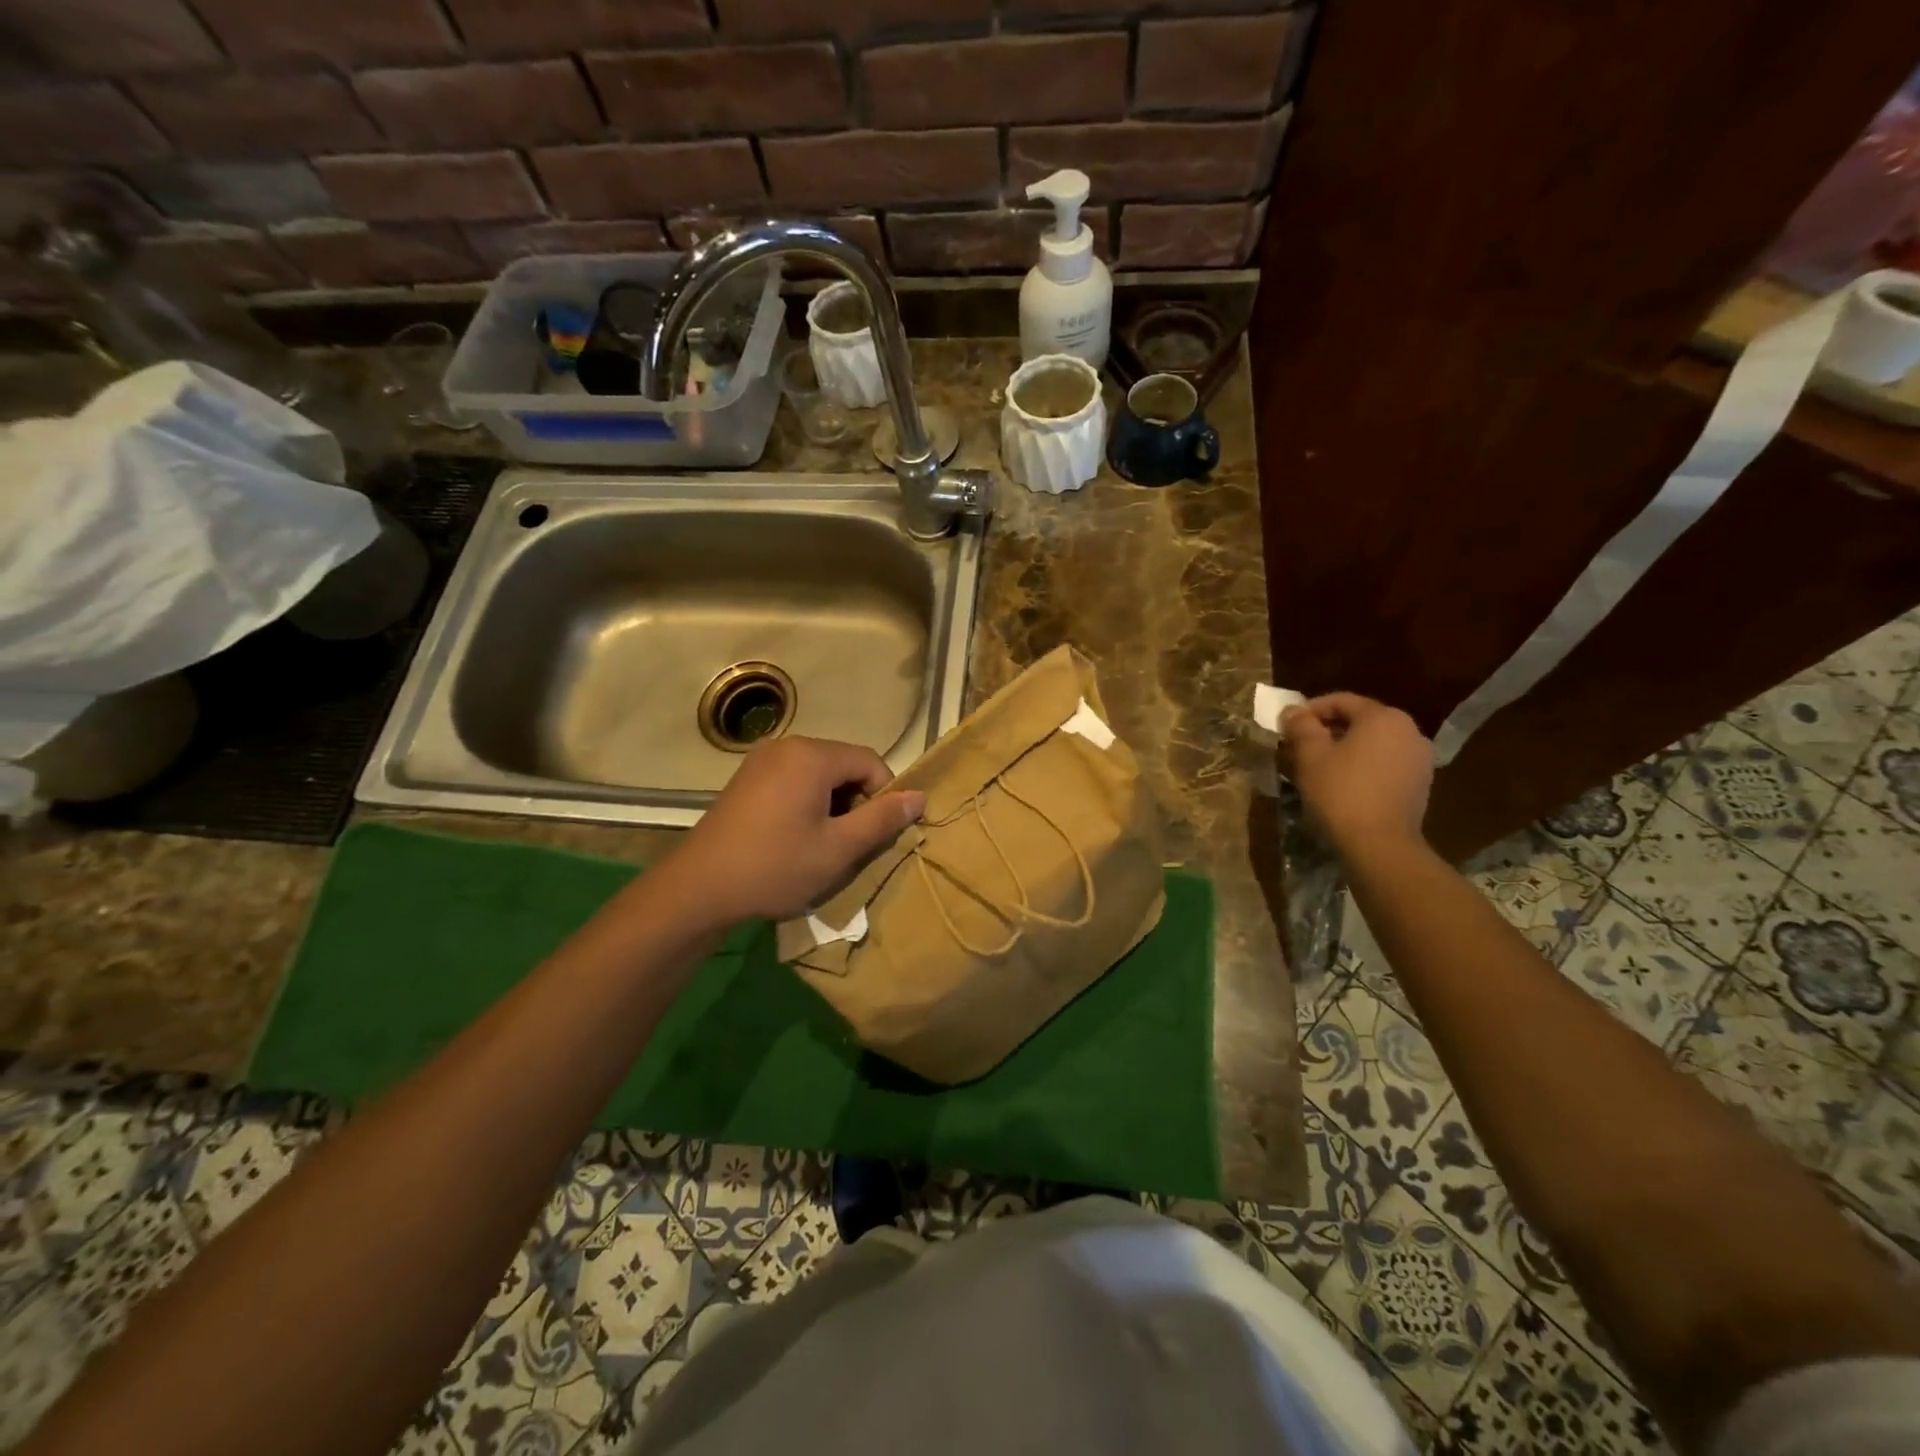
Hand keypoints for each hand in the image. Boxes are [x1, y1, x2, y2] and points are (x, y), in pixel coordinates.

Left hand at [664, 736, 924, 926]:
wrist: (699, 888)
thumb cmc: (775, 867)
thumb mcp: (838, 849)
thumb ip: (882, 819)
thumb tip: (919, 796)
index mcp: (811, 756)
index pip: (870, 761)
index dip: (885, 795)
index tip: (879, 833)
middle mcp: (787, 746)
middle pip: (844, 765)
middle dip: (857, 801)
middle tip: (850, 843)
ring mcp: (761, 760)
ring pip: (819, 774)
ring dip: (833, 805)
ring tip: (823, 844)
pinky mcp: (746, 778)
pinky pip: (794, 780)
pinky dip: (807, 803)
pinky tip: (796, 837)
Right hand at [1281, 693, 1433, 853]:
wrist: (1380, 844)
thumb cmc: (1341, 792)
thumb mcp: (1310, 755)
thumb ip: (1301, 726)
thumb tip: (1293, 711)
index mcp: (1383, 717)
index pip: (1341, 701)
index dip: (1310, 710)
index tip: (1288, 725)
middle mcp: (1409, 730)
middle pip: (1361, 720)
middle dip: (1329, 729)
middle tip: (1300, 746)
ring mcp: (1419, 758)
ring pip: (1374, 743)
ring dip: (1346, 749)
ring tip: (1320, 766)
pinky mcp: (1421, 784)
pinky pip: (1386, 763)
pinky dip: (1364, 766)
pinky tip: (1344, 784)